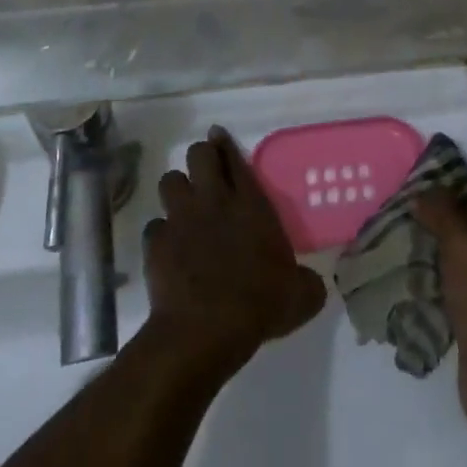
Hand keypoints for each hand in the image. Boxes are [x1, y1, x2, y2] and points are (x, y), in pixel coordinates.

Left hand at [144, 127, 326, 375]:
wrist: (205, 330)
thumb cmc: (258, 304)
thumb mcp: (301, 296)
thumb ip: (307, 281)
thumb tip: (312, 283)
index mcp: (250, 204)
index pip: (235, 159)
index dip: (225, 144)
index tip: (218, 136)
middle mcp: (213, 201)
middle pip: (198, 155)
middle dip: (201, 157)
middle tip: (206, 173)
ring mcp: (180, 219)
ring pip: (169, 181)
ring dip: (177, 191)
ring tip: (184, 207)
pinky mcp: (156, 243)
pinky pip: (154, 226)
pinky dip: (161, 234)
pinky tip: (169, 248)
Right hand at [414, 186, 466, 435]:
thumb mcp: (463, 245)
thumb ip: (443, 212)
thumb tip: (423, 191)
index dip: (457, 183)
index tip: (422, 181)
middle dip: (442, 216)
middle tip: (406, 209)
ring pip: (463, 256)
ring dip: (437, 248)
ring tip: (402, 238)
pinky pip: (457, 286)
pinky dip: (437, 279)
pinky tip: (411, 276)